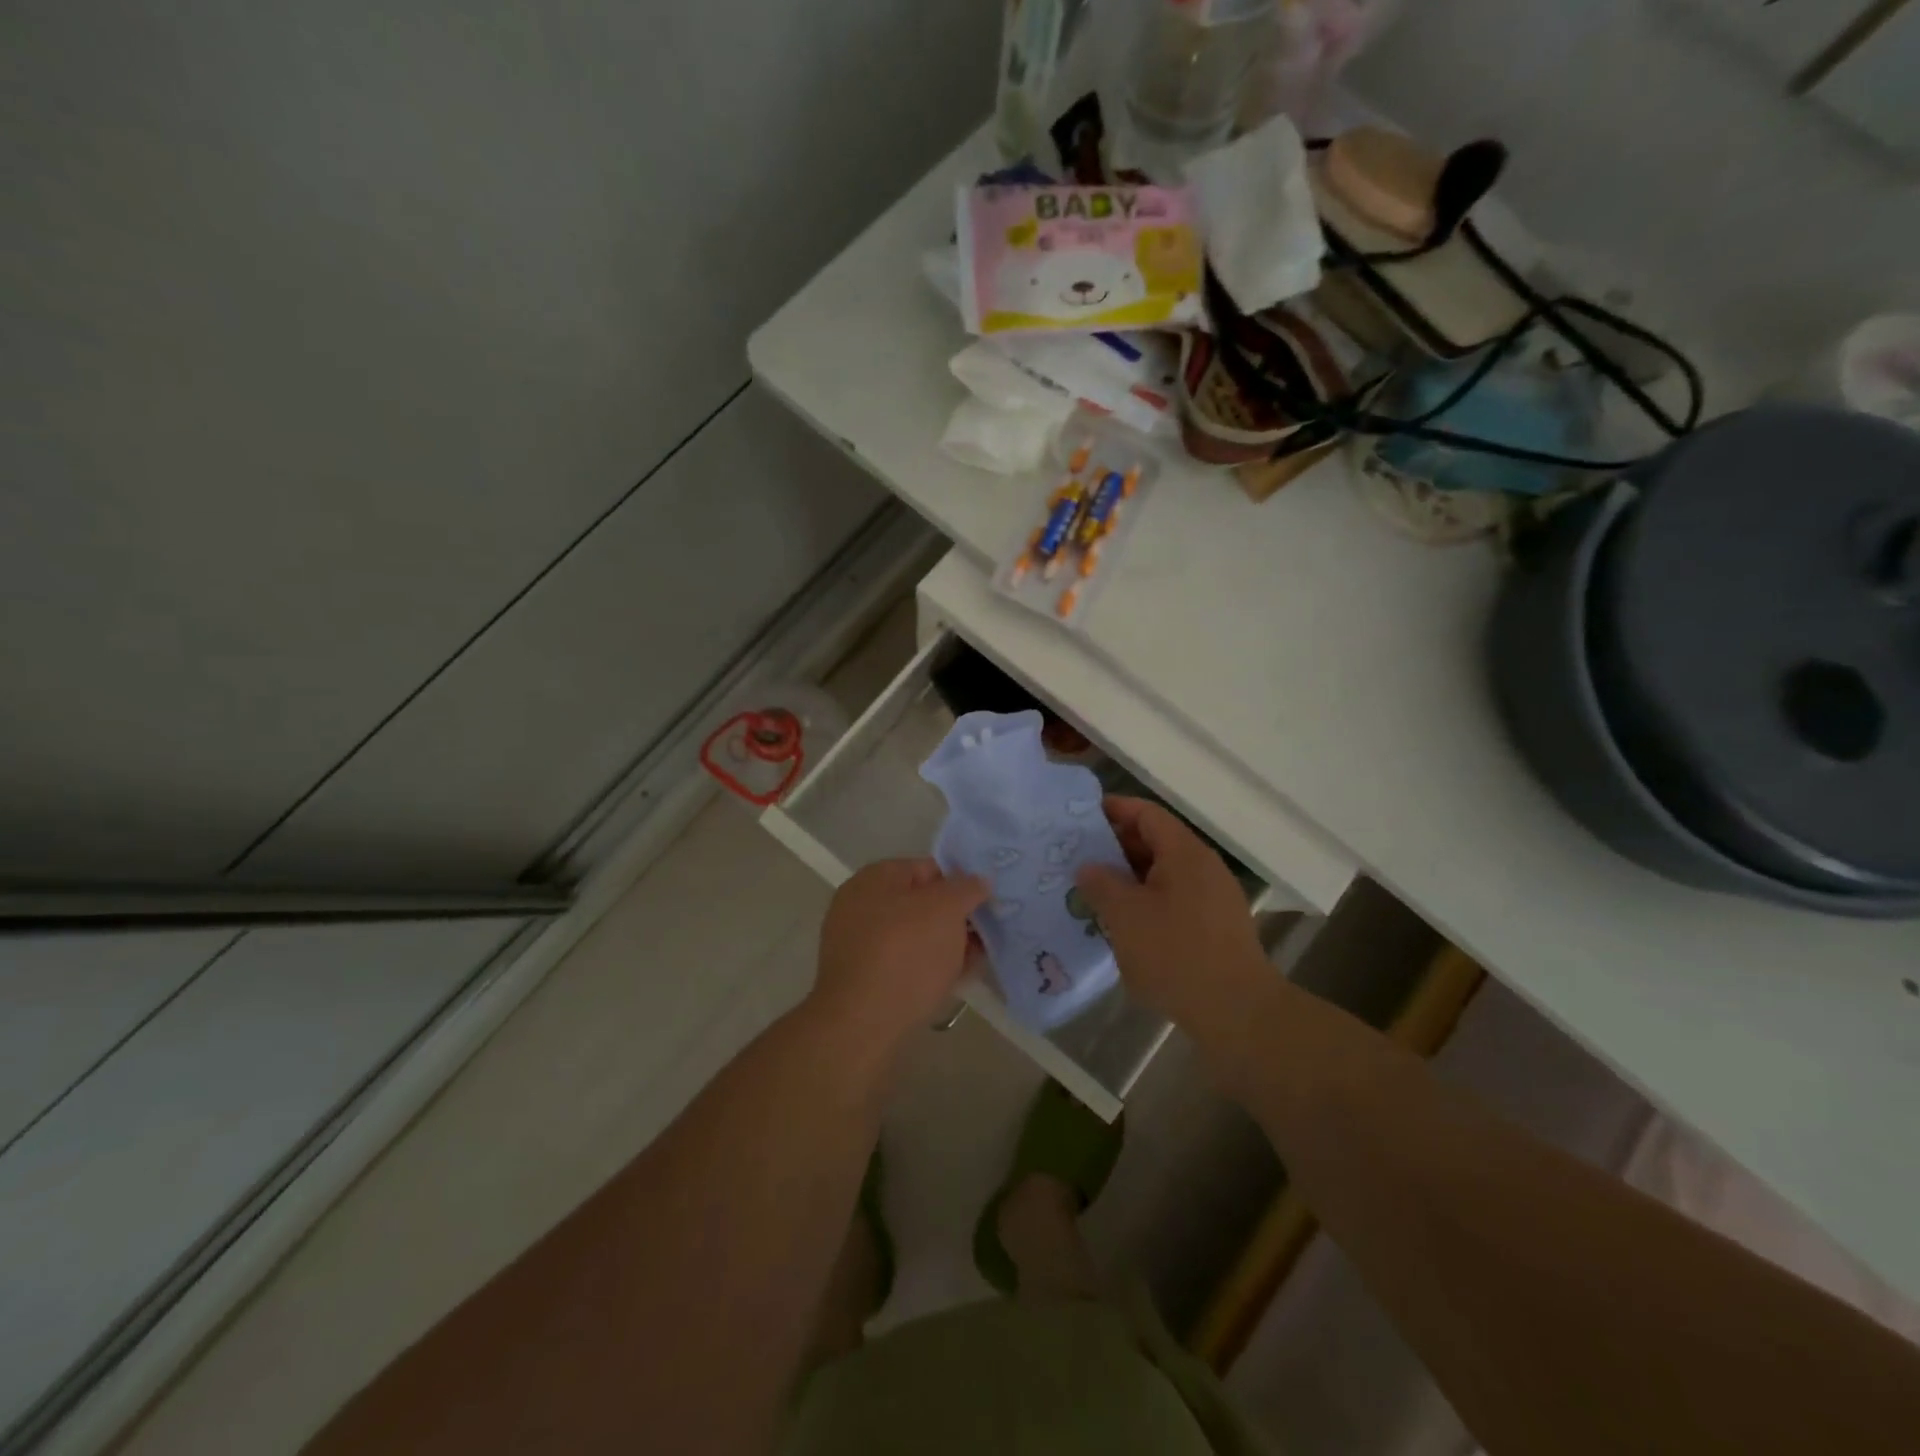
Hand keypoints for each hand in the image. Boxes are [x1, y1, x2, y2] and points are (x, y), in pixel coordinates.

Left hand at [809, 858, 987, 1057]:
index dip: (960, 883)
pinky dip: (929, 968)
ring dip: (946, 945)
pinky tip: (955, 980)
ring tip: (977, 960)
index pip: (928, 868)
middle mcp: (861, 904)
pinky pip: (904, 964)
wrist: (862, 1023)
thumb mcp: (945, 909)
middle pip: (921, 904)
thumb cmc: (906, 954)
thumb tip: (978, 880)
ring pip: (915, 936)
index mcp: (875, 878)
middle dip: (955, 918)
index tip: (987, 903)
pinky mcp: (863, 979)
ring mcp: (858, 943)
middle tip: (987, 934)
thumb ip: (966, 889)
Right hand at [1075, 797, 1272, 1044]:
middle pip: (1155, 842)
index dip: (1113, 810)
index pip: (1146, 813)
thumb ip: (1101, 884)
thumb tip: (1088, 867)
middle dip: (1115, 848)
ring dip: (1128, 879)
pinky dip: (1146, 903)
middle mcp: (1203, 867)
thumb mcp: (1125, 916)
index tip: (1079, 819)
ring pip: (1163, 874)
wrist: (1237, 1012)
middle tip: (1077, 860)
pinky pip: (1173, 900)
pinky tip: (1123, 926)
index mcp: (1184, 852)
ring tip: (1093, 893)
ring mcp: (1213, 898)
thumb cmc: (1176, 953)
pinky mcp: (1215, 928)